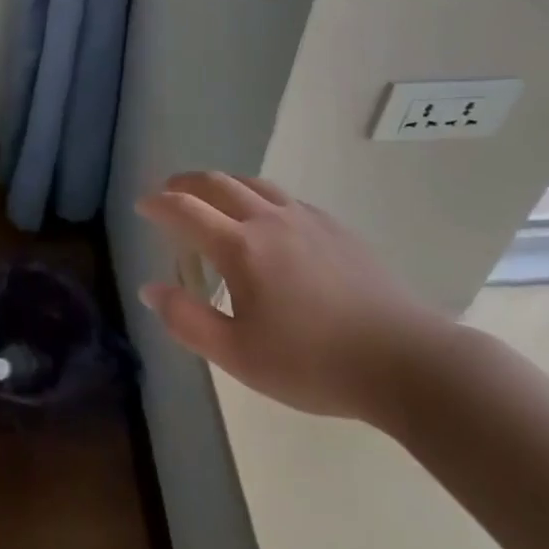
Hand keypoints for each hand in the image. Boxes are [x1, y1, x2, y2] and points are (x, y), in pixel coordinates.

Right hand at [136, 171, 451, 423]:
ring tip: (211, 197)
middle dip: (185, 183)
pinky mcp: (335, 227)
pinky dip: (258, 196)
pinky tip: (266, 219)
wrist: (407, 362)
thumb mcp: (240, 357)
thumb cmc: (314, 365)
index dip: (158, 204)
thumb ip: (188, 320)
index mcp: (240, 248)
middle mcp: (268, 220)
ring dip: (222, 183)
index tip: (142, 205)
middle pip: (216, 183)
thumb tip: (149, 288)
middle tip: (168, 192)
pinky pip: (284, 197)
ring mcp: (305, 219)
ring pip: (252, 183)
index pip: (185, 211)